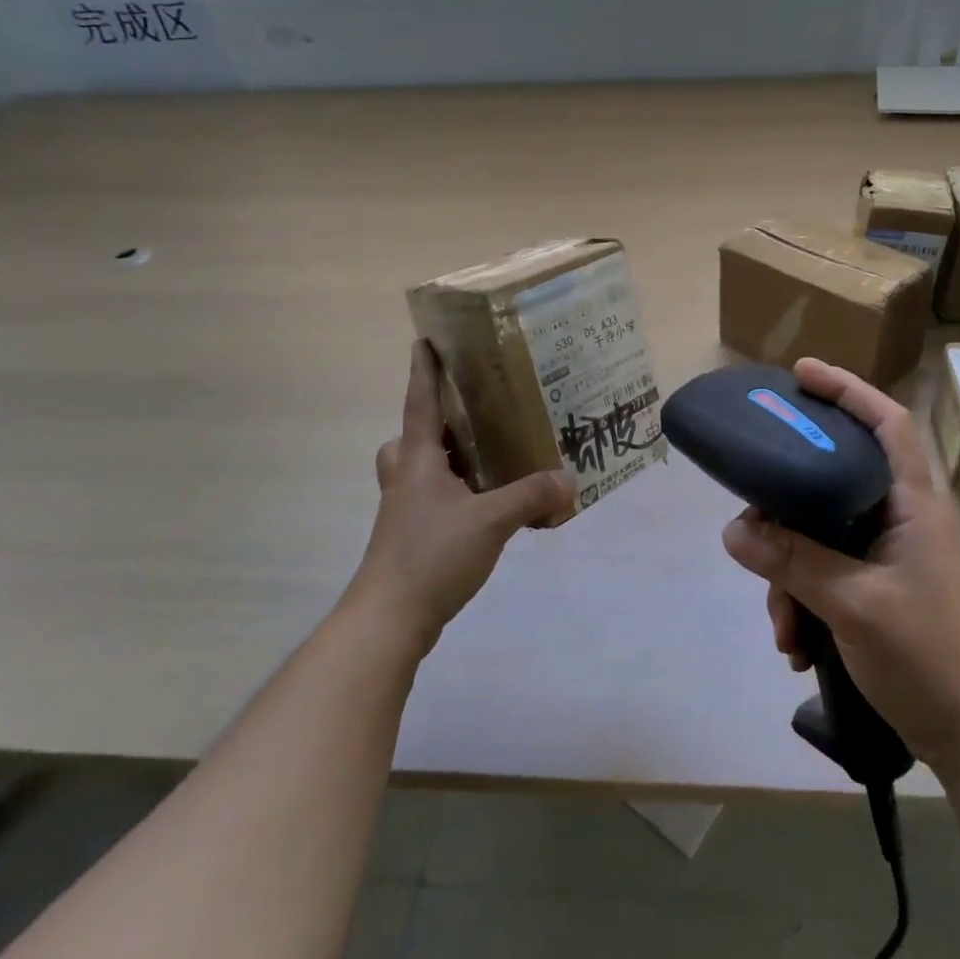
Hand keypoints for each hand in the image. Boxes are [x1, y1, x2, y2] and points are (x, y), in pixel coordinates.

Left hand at [344, 341, 574, 654]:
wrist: (389, 618)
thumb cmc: (431, 555)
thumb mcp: (490, 521)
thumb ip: (531, 497)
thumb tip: (570, 478)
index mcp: (418, 460)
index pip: (420, 402)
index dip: (423, 370)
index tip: (423, 340)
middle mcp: (406, 478)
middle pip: (413, 437)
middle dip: (436, 423)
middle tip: (471, 418)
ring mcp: (405, 510)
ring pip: (423, 471)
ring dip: (448, 461)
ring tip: (489, 460)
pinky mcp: (412, 537)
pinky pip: (435, 500)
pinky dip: (457, 494)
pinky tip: (488, 508)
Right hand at [721, 358, 959, 773]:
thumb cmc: (929, 656)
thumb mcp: (853, 604)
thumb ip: (793, 561)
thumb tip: (733, 529)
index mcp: (912, 504)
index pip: (886, 422)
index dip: (847, 389)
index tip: (800, 374)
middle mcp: (898, 519)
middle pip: (831, 480)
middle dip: (786, 511)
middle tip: (753, 525)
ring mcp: (886, 556)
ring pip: (817, 536)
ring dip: (789, 577)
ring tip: (783, 630)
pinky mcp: (874, 588)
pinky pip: (822, 573)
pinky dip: (802, 601)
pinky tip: (796, 647)